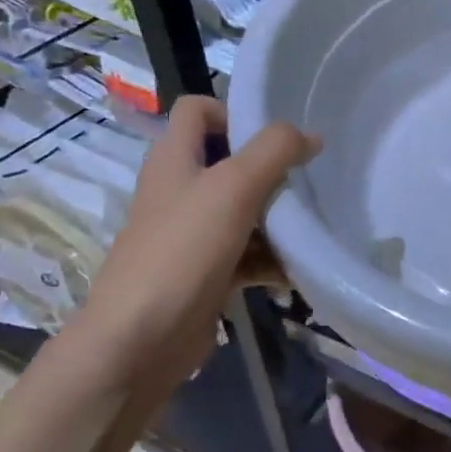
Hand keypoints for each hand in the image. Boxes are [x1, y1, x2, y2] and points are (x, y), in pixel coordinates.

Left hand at [73, 97, 319, 383]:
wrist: (139, 342)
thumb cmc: (182, 251)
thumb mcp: (234, 187)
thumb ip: (275, 150)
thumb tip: (311, 135)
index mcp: (174, 160)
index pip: (197, 109)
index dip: (233, 111)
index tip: (274, 136)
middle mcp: (180, 191)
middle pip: (231, 163)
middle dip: (272, 172)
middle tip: (307, 183)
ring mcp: (192, 235)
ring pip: (244, 212)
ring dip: (278, 221)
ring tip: (311, 230)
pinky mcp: (206, 273)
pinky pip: (247, 255)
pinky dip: (271, 260)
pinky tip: (296, 273)